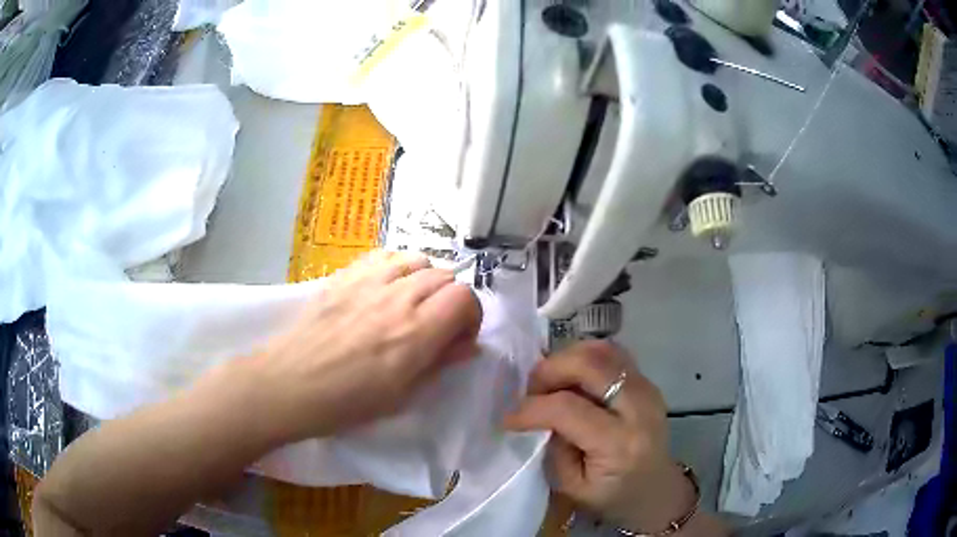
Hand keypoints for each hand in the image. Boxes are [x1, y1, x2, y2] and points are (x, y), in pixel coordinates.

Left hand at [242, 251, 481, 443]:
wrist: (289, 384)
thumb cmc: (346, 403)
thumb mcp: (401, 396)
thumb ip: (439, 364)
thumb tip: (467, 346)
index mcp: (416, 333)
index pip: (466, 298)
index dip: (471, 317)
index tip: (458, 339)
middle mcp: (397, 297)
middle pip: (446, 276)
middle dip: (451, 301)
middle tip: (435, 327)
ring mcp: (369, 281)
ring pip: (418, 259)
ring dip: (426, 280)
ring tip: (411, 304)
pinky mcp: (345, 275)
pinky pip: (385, 255)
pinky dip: (397, 267)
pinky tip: (386, 288)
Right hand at [505, 341, 695, 533]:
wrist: (657, 490)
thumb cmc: (612, 497)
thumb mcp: (572, 487)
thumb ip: (553, 447)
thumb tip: (539, 413)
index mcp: (619, 444)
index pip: (567, 408)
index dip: (530, 408)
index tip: (509, 417)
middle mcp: (638, 407)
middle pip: (589, 364)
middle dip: (548, 370)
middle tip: (530, 391)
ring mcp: (647, 388)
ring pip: (601, 350)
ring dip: (566, 359)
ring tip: (550, 384)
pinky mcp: (646, 381)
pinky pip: (611, 354)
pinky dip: (584, 358)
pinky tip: (572, 380)